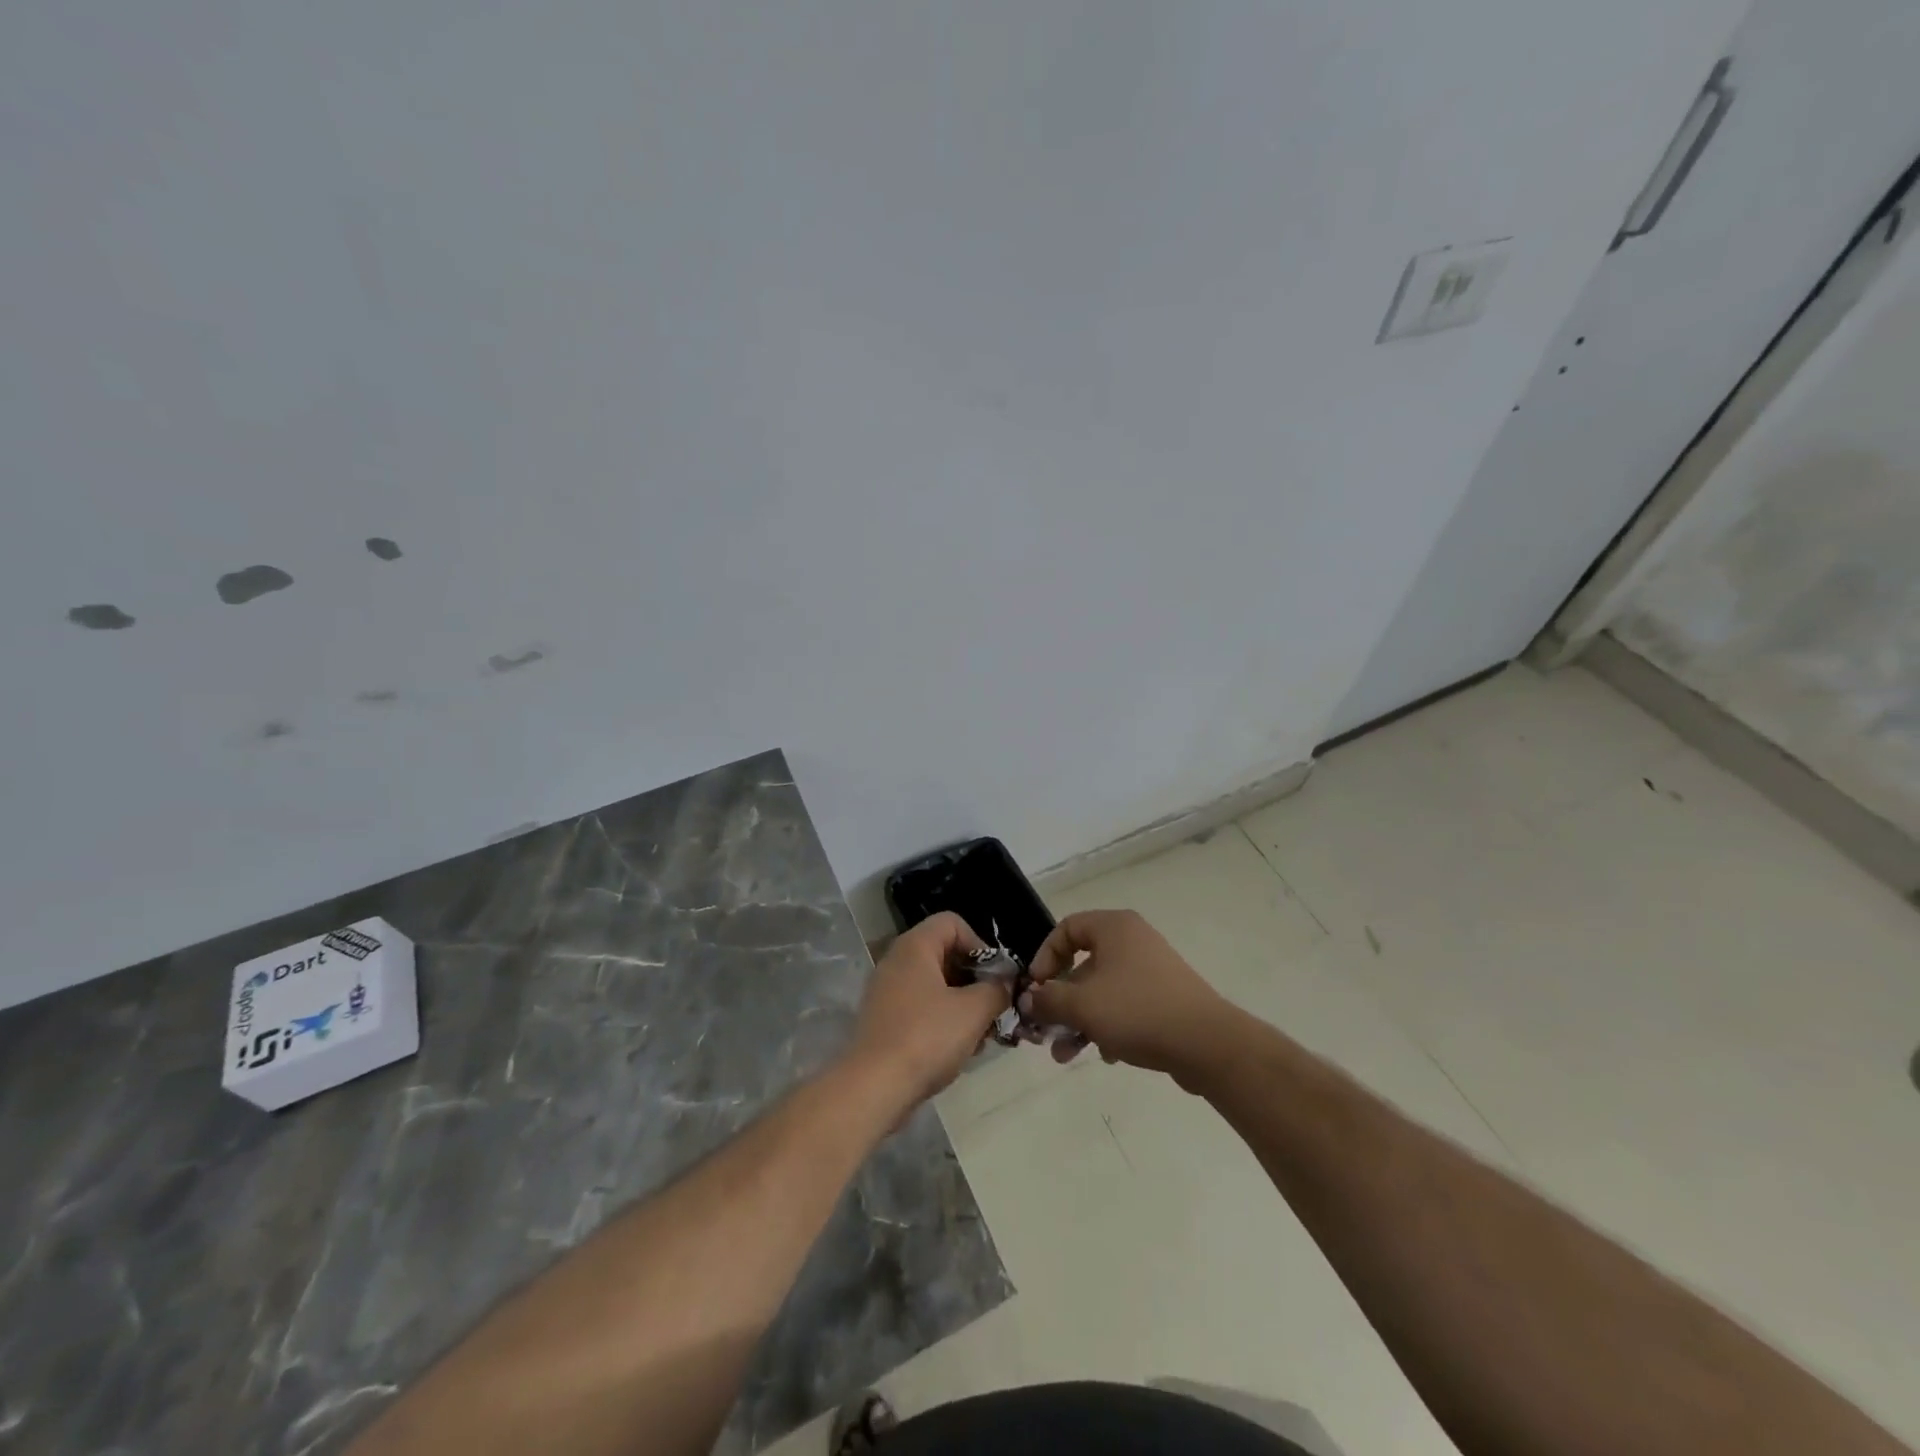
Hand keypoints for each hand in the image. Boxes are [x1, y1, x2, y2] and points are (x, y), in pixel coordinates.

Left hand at [846, 912, 1009, 1108]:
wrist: (873, 1088)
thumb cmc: (926, 1037)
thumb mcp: (974, 1011)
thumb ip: (996, 990)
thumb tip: (1005, 984)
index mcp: (915, 946)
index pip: (953, 922)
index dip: (980, 944)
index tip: (995, 977)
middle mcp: (897, 961)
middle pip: (945, 955)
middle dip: (975, 980)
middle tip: (994, 1008)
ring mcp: (887, 992)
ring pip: (936, 986)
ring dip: (963, 1005)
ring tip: (982, 1035)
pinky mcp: (884, 1021)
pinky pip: (921, 1009)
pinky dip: (943, 1022)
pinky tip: (960, 1050)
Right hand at [1025, 909, 1237, 1087]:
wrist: (1206, 1044)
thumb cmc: (1137, 1011)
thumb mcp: (1082, 1005)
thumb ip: (1048, 1000)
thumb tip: (1029, 1000)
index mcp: (1113, 928)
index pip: (1065, 929)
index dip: (1044, 958)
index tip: (1036, 990)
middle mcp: (1132, 940)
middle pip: (1082, 964)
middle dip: (1060, 1002)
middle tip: (1045, 1030)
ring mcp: (1151, 969)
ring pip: (1102, 990)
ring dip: (1079, 1020)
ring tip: (1066, 1056)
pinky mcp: (1164, 997)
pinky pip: (1124, 1005)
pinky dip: (1108, 1026)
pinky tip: (1106, 1055)